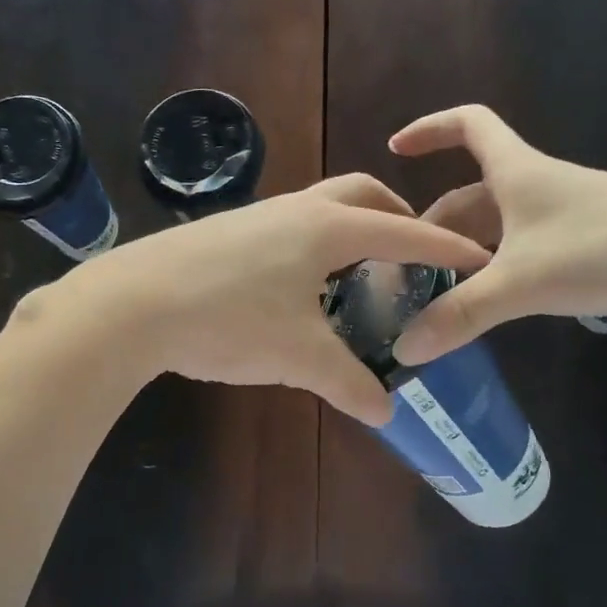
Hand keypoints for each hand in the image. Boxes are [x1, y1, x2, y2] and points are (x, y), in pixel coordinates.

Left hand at [53, 174, 490, 424]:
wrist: (131, 304)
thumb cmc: (228, 321)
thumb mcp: (298, 357)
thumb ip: (348, 382)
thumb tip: (385, 411)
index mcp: (327, 229)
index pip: (403, 234)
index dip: (444, 249)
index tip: (476, 257)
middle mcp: (296, 209)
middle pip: (361, 195)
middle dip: (395, 218)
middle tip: (412, 254)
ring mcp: (257, 215)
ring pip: (320, 207)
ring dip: (350, 228)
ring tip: (359, 272)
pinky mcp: (226, 230)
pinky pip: (288, 225)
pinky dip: (313, 243)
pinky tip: (301, 283)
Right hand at [388, 105, 606, 363]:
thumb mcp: (523, 282)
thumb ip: (461, 314)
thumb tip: (403, 350)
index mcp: (520, 173)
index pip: (470, 125)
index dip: (431, 128)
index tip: (396, 147)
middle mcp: (541, 185)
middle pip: (474, 193)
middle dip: (437, 225)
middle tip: (409, 266)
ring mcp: (568, 215)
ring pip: (500, 225)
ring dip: (467, 251)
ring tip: (442, 291)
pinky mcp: (590, 244)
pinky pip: (526, 247)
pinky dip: (499, 267)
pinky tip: (494, 301)